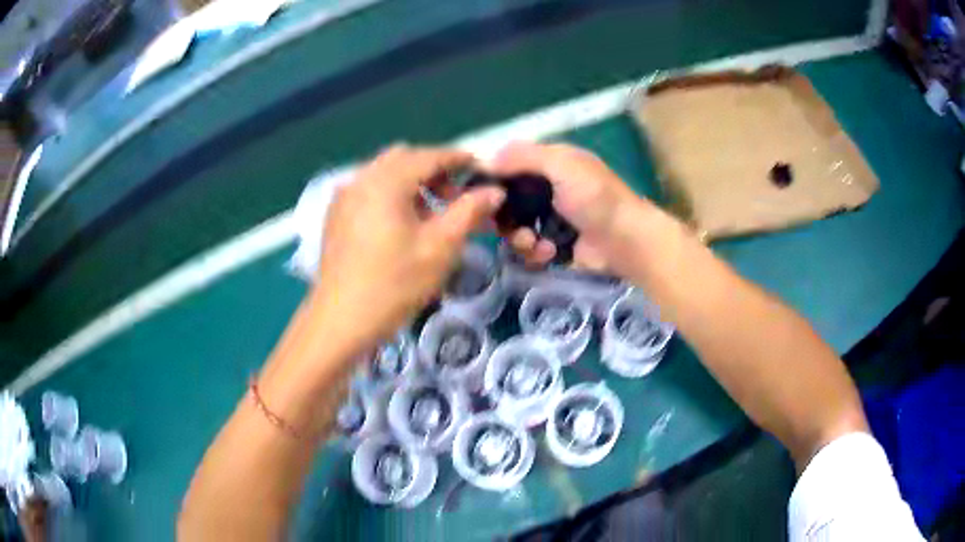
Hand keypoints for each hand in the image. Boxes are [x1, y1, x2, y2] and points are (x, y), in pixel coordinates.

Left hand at [311, 145, 504, 348]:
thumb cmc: (394, 284)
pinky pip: (368, 189)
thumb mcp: (440, 247)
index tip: (480, 168)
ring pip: (384, 173)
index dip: (458, 159)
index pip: (429, 156)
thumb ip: (469, 211)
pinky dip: (390, 194)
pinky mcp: (335, 215)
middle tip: (454, 197)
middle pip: (404, 158)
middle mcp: (361, 178)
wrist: (341, 321)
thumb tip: (494, 190)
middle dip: (433, 169)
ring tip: (429, 214)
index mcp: (386, 180)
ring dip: (411, 182)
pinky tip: (399, 224)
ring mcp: (344, 196)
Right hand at [487, 142, 653, 272]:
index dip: (493, 180)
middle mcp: (547, 189)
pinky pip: (529, 249)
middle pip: (507, 202)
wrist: (626, 241)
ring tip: (535, 243)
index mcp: (550, 164)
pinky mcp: (555, 246)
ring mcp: (550, 220)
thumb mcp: (562, 165)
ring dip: (519, 238)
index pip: (509, 166)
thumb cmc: (596, 197)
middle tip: (507, 227)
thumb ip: (524, 157)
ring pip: (514, 228)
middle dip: (504, 217)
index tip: (480, 196)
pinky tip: (549, 254)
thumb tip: (485, 159)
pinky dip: (535, 253)